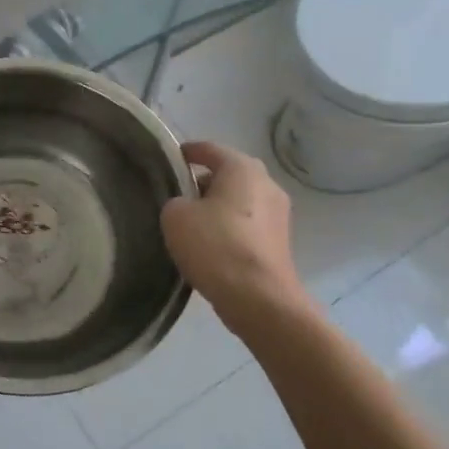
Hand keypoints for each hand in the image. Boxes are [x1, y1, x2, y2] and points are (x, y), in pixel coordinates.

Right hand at [161, 141, 303, 318]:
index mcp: (242, 168)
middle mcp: (266, 183)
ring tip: (190, 223)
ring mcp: (279, 214)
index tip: (169, 159)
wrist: (259, 299)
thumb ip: (176, 201)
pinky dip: (229, 228)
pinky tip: (210, 245)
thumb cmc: (216, 246)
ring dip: (217, 207)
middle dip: (203, 181)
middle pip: (228, 174)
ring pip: (239, 200)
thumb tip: (186, 208)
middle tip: (176, 194)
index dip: (187, 152)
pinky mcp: (280, 242)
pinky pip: (248, 224)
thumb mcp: (175, 216)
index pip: (209, 149)